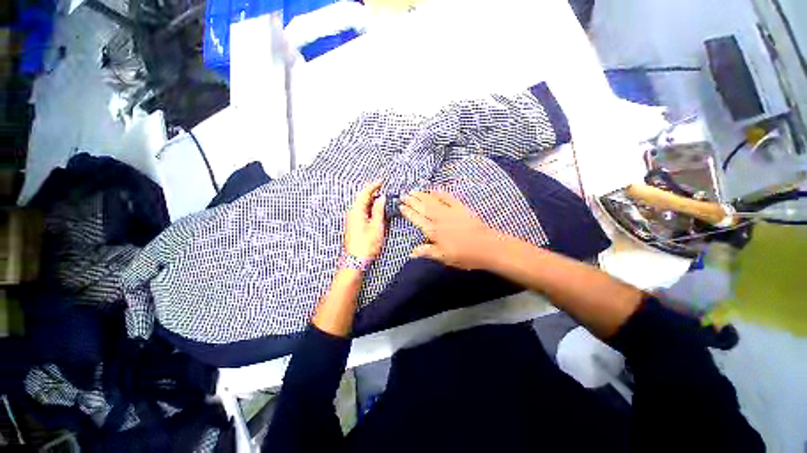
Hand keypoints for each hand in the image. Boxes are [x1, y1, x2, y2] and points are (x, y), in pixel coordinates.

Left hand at [343, 180, 386, 259]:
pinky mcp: (352, 226)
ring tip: (381, 199)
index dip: (373, 186)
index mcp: (356, 211)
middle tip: (383, 189)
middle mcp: (351, 213)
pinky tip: (375, 211)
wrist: (355, 261)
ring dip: (371, 200)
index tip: (381, 181)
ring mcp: (351, 220)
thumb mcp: (377, 226)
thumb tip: (381, 198)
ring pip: (361, 205)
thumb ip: (379, 210)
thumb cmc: (367, 244)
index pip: (364, 193)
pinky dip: (368, 208)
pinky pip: (361, 212)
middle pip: (361, 198)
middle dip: (372, 192)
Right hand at [400, 190, 501, 269]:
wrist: (487, 247)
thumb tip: (410, 253)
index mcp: (433, 231)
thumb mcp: (443, 257)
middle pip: (423, 207)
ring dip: (422, 195)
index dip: (408, 212)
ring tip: (414, 190)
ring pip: (432, 201)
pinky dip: (440, 193)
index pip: (417, 219)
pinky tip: (434, 189)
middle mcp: (439, 219)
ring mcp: (450, 211)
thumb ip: (427, 252)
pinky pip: (448, 197)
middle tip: (403, 194)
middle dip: (412, 200)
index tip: (400, 206)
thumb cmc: (464, 255)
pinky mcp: (460, 208)